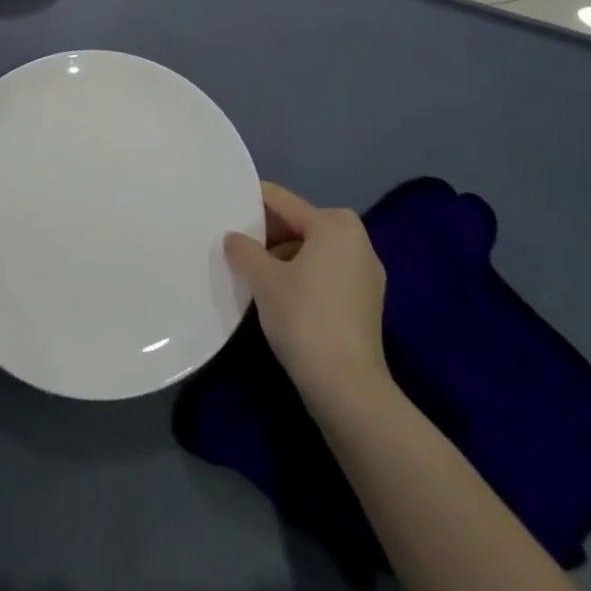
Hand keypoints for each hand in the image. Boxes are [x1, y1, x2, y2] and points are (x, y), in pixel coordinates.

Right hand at [224, 182, 388, 405]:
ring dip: (283, 256)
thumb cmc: (304, 319)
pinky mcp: (365, 302)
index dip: (251, 201)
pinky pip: (326, 273)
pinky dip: (302, 275)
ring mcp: (365, 273)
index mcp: (335, 225)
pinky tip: (278, 293)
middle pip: (300, 224)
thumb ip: (243, 250)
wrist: (348, 388)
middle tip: (234, 243)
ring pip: (313, 250)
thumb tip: (233, 238)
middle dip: (267, 233)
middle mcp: (357, 240)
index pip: (283, 201)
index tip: (224, 205)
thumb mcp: (264, 280)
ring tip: (252, 271)